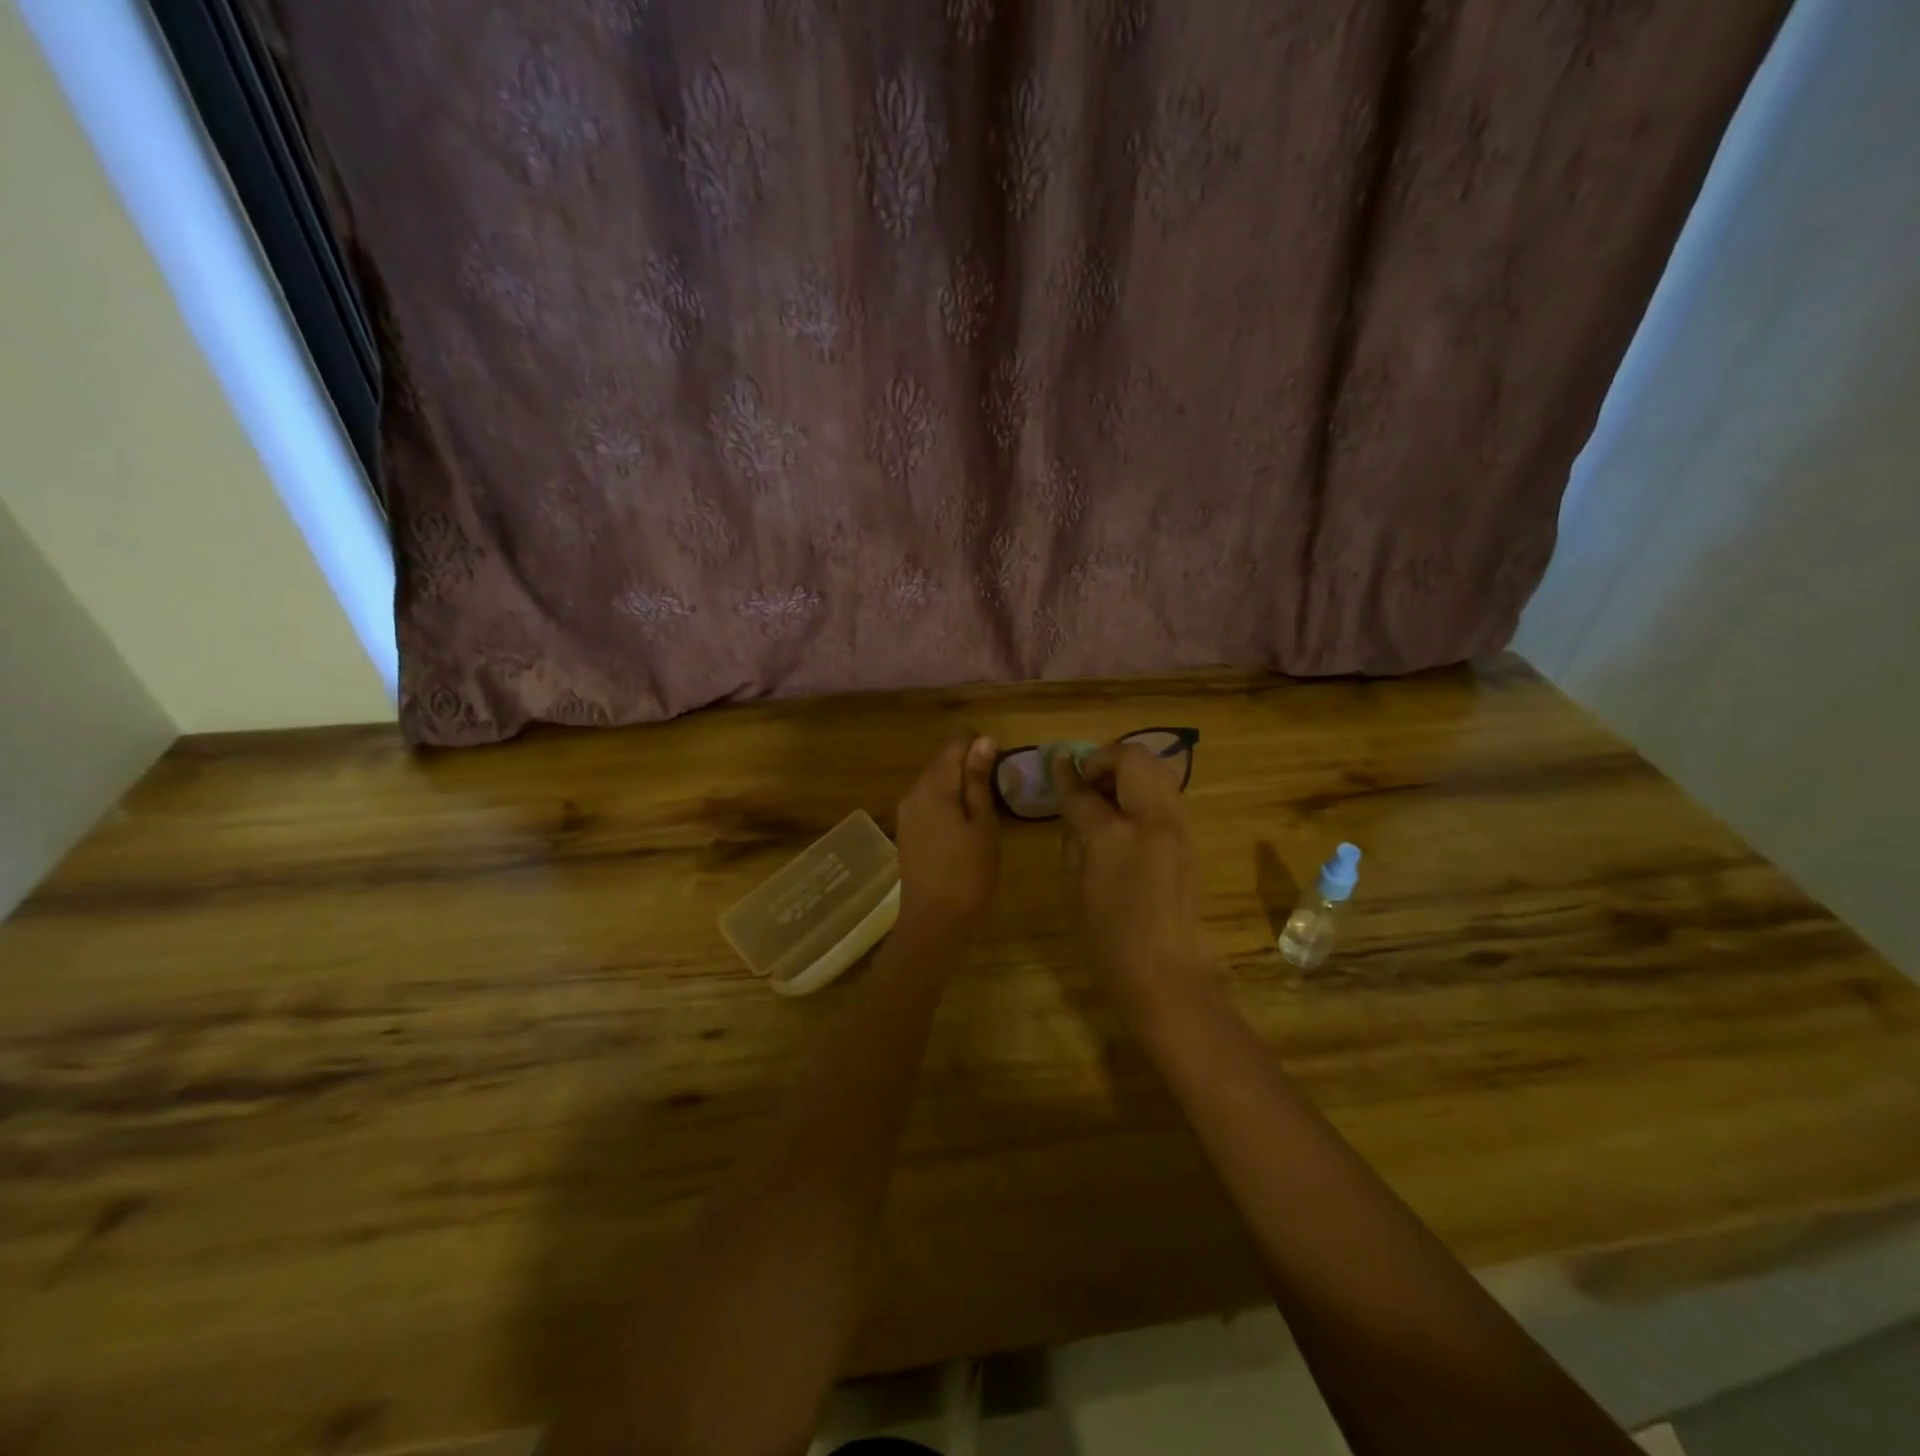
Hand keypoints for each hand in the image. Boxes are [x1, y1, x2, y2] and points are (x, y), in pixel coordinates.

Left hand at [895, 733, 1000, 935]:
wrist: (933, 921)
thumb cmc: (968, 872)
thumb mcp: (983, 824)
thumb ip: (979, 780)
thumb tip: (983, 741)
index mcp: (933, 786)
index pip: (954, 744)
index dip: (978, 744)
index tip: (1001, 761)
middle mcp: (914, 792)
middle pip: (941, 761)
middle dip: (968, 762)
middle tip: (998, 782)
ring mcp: (906, 813)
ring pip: (934, 782)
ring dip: (958, 783)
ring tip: (986, 801)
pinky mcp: (907, 831)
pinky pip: (928, 802)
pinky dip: (947, 801)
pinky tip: (965, 820)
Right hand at [1053, 742, 1209, 1002]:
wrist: (1168, 974)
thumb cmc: (1109, 940)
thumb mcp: (1075, 888)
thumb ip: (1074, 836)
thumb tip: (1074, 805)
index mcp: (1114, 835)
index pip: (1083, 791)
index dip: (1065, 775)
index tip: (1057, 762)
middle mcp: (1151, 819)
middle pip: (1132, 759)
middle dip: (1104, 759)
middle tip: (1086, 781)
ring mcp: (1177, 826)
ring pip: (1156, 768)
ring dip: (1127, 771)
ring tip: (1106, 796)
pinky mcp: (1189, 837)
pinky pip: (1165, 792)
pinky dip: (1143, 788)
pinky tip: (1125, 814)